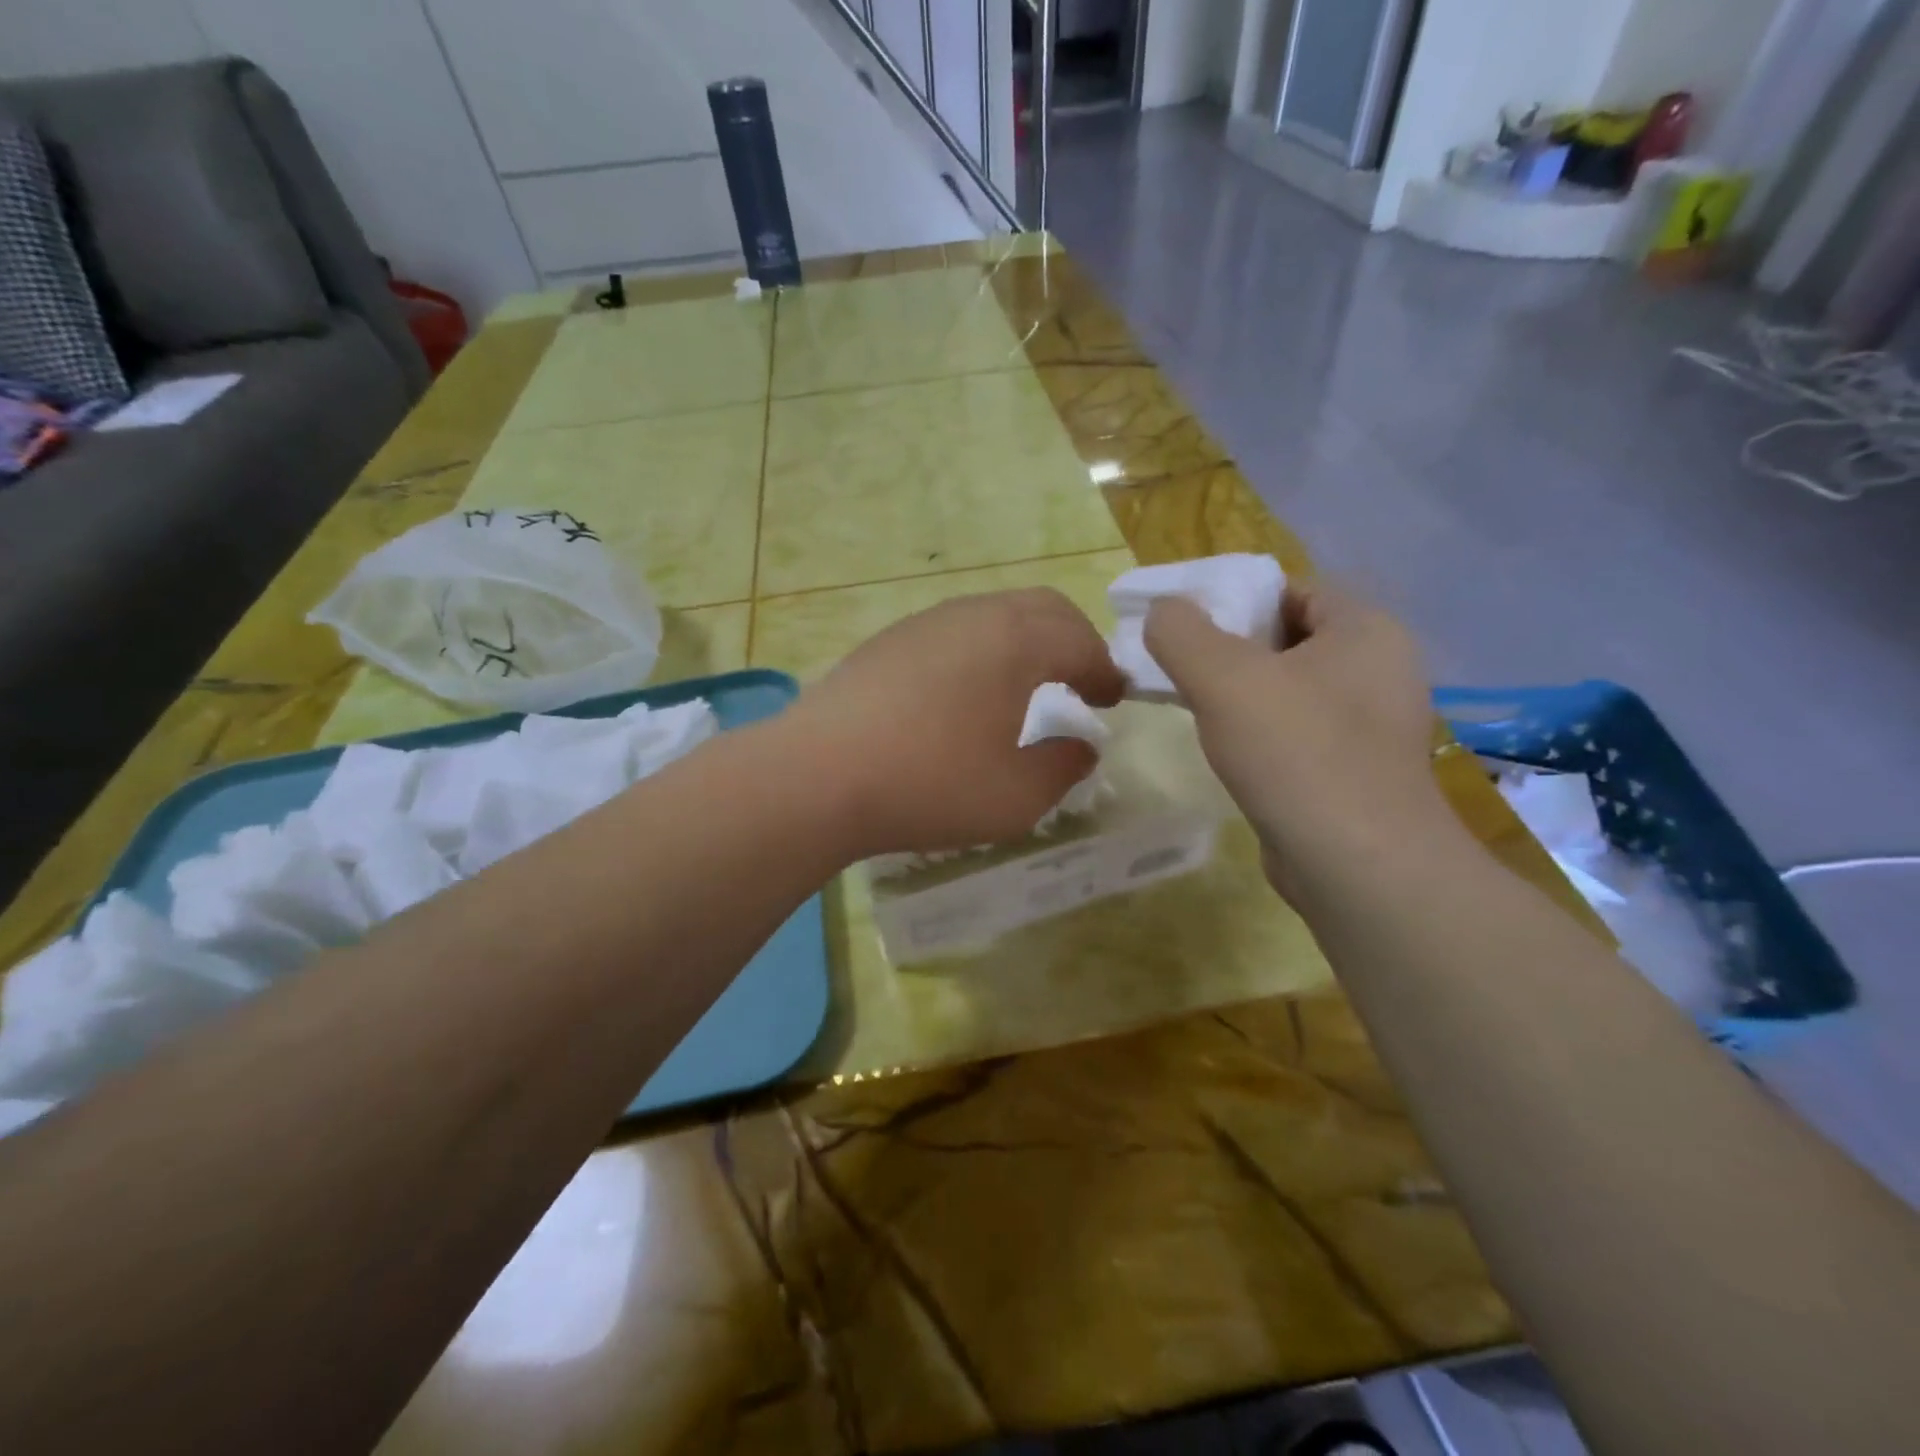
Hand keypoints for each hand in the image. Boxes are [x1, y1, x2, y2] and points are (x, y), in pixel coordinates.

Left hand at [785, 589, 1125, 857]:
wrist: (816, 775)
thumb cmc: (930, 784)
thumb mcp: (1017, 795)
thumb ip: (1063, 767)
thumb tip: (1082, 747)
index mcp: (1017, 642)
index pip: (1081, 644)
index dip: (1106, 672)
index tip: (1114, 699)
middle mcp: (975, 615)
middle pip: (1043, 609)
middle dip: (1073, 641)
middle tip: (1083, 681)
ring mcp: (926, 622)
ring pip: (995, 614)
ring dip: (1026, 641)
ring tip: (1028, 685)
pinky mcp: (889, 640)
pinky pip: (955, 630)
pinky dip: (984, 649)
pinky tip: (968, 691)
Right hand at [1143, 581, 1449, 893]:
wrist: (1357, 866)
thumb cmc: (1296, 752)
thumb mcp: (1223, 677)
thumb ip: (1181, 632)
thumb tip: (1161, 611)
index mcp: (1366, 630)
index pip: (1292, 590)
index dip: (1234, 600)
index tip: (1184, 629)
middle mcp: (1380, 671)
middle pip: (1288, 639)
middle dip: (1230, 651)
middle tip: (1181, 670)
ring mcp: (1373, 727)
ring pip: (1290, 690)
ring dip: (1241, 696)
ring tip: (1196, 711)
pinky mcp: (1356, 772)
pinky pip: (1298, 733)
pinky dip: (1261, 735)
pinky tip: (1230, 753)